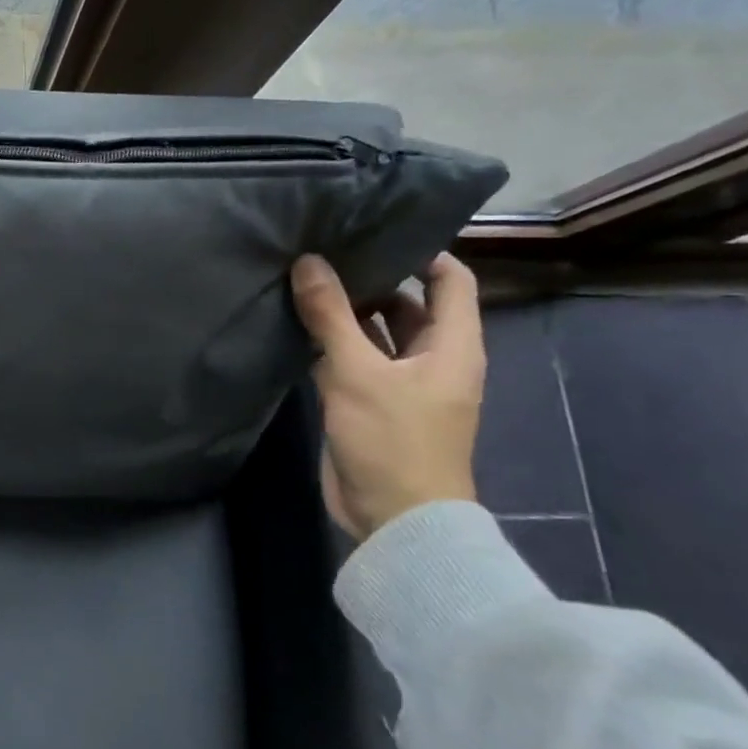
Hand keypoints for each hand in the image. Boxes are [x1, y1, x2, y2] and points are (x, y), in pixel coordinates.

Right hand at [290, 252, 484, 539]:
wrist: (394, 518)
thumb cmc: (393, 439)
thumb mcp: (359, 372)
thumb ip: (332, 315)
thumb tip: (308, 261)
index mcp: (452, 345)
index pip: (451, 280)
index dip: (423, 251)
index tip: (376, 229)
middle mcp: (431, 358)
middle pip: (408, 304)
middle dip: (371, 279)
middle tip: (325, 250)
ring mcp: (399, 383)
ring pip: (374, 334)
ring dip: (344, 312)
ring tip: (302, 279)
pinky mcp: (369, 403)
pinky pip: (351, 360)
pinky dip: (329, 342)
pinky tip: (295, 323)